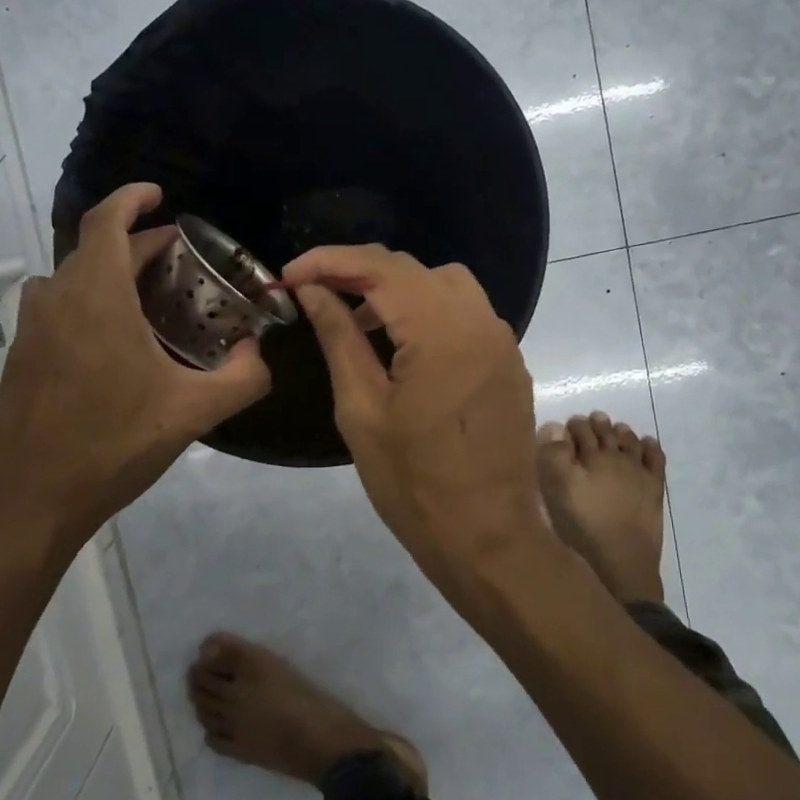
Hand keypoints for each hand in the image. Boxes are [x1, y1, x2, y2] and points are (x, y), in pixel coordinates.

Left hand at [0, 184, 270, 568]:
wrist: (27, 500)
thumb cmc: (111, 445)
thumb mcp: (193, 413)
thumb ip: (243, 378)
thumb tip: (260, 354)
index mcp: (96, 297)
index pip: (106, 222)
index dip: (131, 198)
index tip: (159, 195)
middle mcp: (57, 299)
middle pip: (96, 249)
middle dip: (139, 244)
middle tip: (180, 260)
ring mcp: (32, 328)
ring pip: (74, 277)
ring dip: (111, 272)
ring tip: (151, 296)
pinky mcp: (21, 355)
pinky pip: (59, 306)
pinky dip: (90, 300)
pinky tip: (117, 340)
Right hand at [283, 244, 550, 587]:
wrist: (488, 539)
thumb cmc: (413, 484)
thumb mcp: (361, 410)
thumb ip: (339, 337)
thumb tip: (313, 289)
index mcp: (442, 332)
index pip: (381, 268)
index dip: (330, 261)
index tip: (290, 274)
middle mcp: (480, 322)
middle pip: (414, 269)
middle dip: (359, 271)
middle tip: (315, 292)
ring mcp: (503, 341)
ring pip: (445, 284)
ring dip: (398, 289)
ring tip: (359, 318)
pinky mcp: (510, 362)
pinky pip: (467, 313)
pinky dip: (429, 311)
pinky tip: (403, 344)